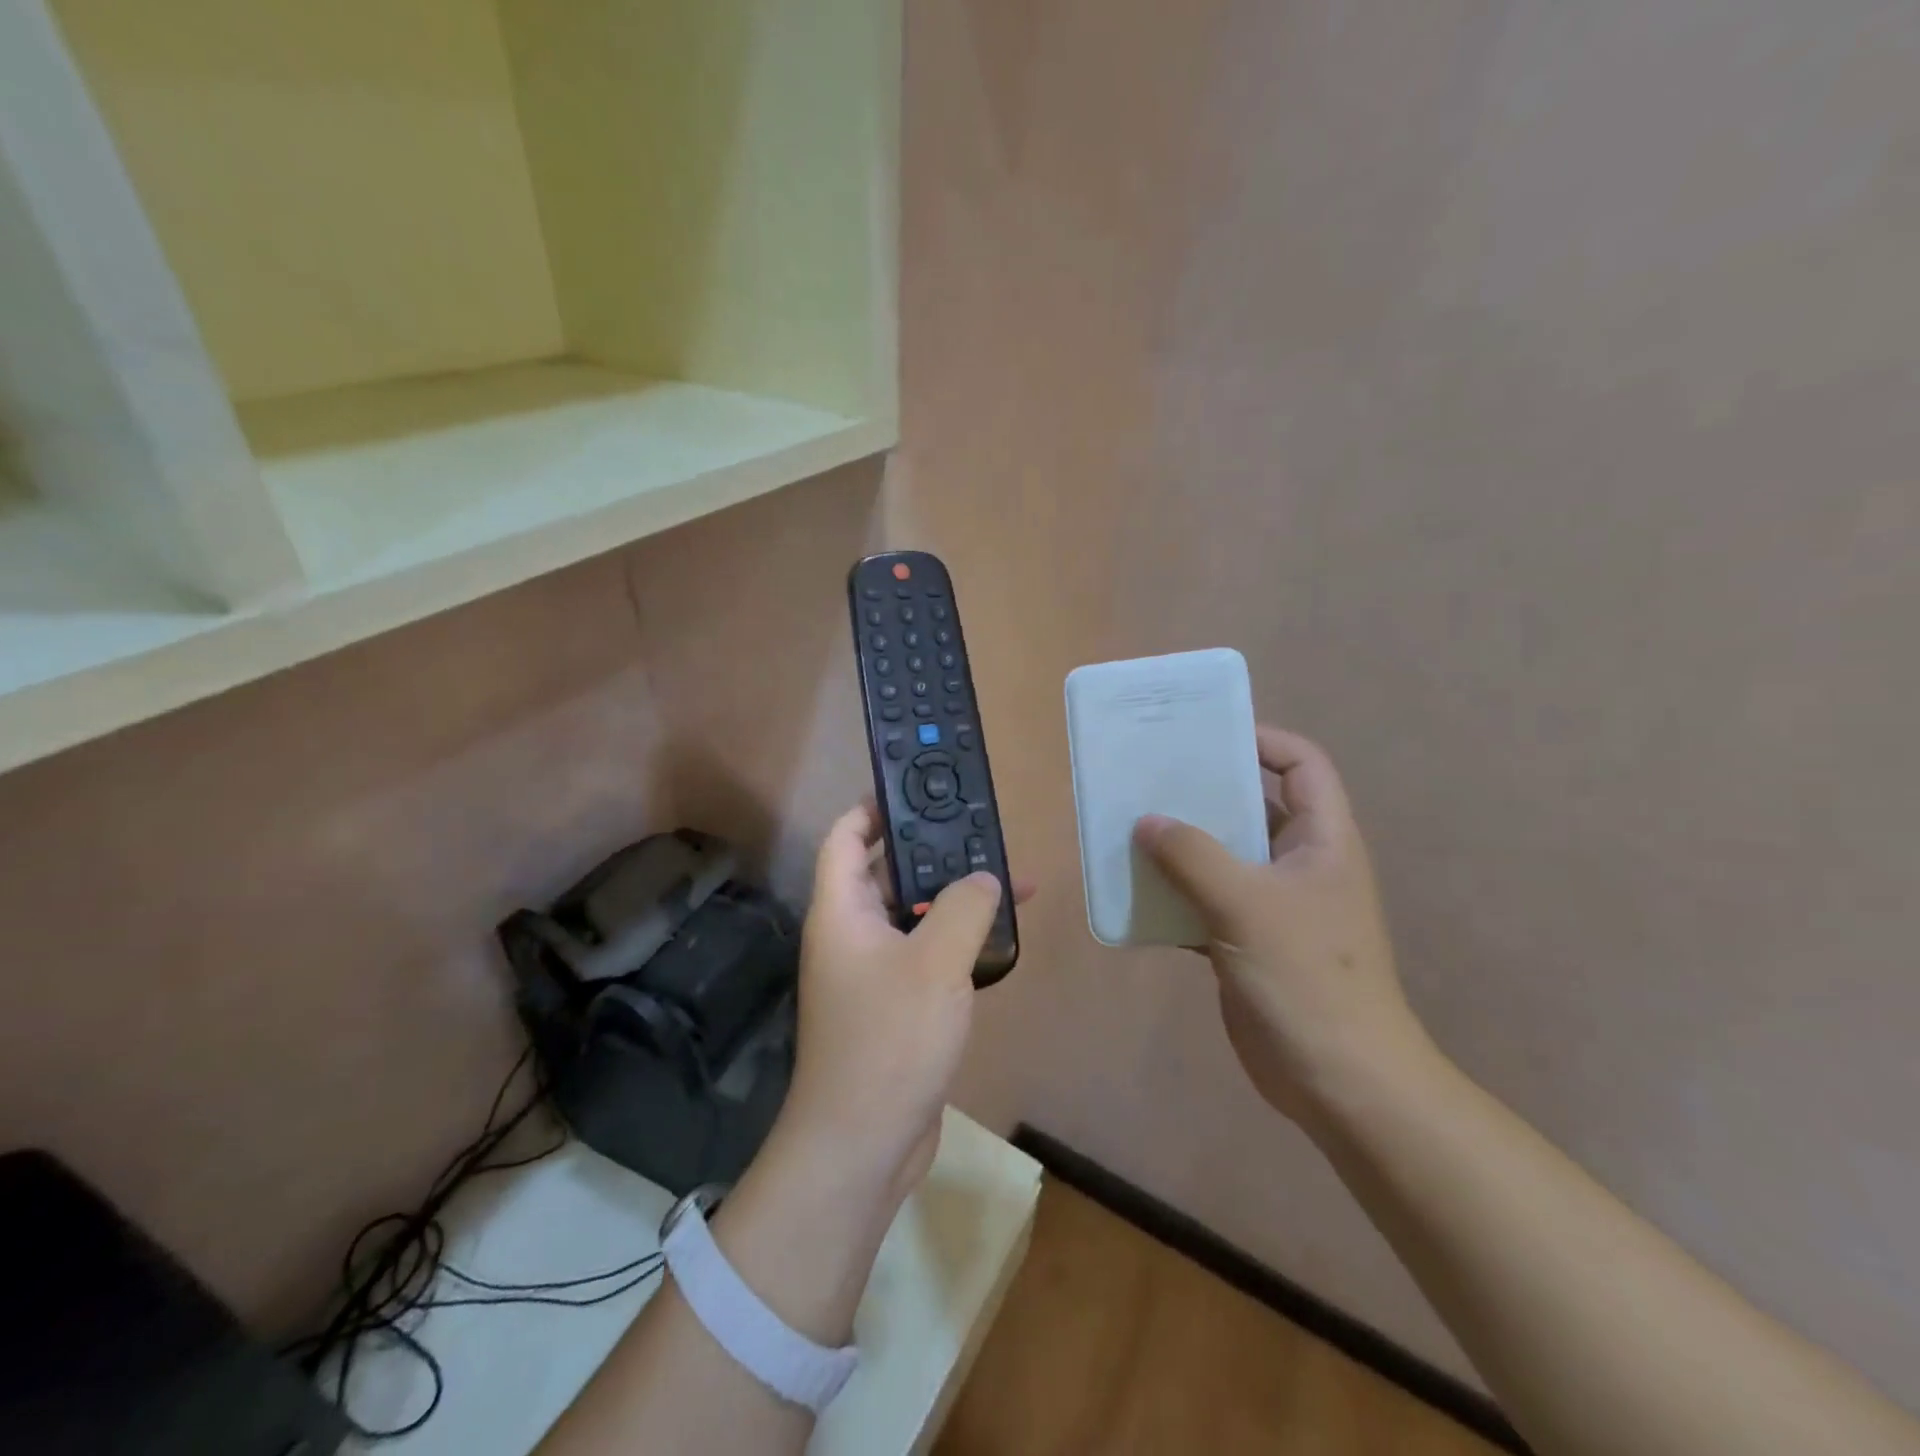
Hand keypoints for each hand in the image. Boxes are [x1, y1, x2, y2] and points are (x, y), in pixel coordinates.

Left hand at [780, 802, 1029, 1209]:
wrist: (864, 1143)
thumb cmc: (889, 1039)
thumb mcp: (936, 962)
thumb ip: (965, 907)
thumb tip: (985, 877)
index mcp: (841, 911)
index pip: (845, 836)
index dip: (872, 807)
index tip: (916, 790)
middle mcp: (850, 934)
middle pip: (886, 872)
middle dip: (931, 851)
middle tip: (979, 832)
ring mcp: (872, 971)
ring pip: (914, 915)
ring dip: (953, 897)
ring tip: (1006, 878)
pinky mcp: (895, 1004)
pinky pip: (926, 953)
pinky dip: (957, 939)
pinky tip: (999, 936)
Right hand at [1133, 727, 1432, 1127]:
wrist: (1339, 1080)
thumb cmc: (1308, 978)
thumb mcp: (1247, 905)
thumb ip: (1193, 856)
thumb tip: (1146, 820)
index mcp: (1321, 840)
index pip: (1302, 765)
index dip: (1261, 740)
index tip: (1204, 736)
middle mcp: (1299, 863)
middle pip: (1252, 805)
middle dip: (1203, 790)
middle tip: (1148, 777)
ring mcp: (1273, 905)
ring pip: (1222, 855)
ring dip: (1181, 844)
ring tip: (1130, 827)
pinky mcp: (1247, 940)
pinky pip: (1204, 900)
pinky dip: (1174, 894)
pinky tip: (1134, 892)